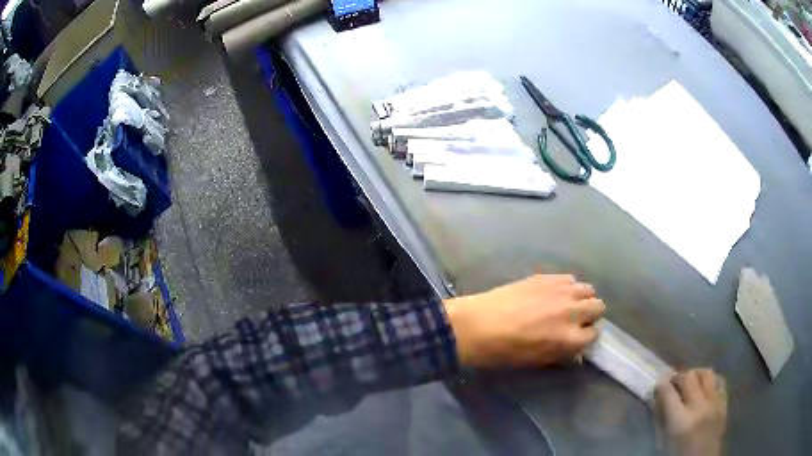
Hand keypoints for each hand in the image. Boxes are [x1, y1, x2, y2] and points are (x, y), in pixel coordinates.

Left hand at [443, 274, 604, 367]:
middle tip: (576, 320)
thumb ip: (562, 355)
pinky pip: (570, 278)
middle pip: (598, 307)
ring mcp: (561, 291)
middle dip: (590, 315)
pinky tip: (554, 293)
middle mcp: (573, 311)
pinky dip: (568, 287)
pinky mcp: (547, 277)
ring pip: (588, 289)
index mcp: (570, 338)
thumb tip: (576, 353)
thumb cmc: (505, 351)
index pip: (594, 335)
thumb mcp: (537, 361)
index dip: (587, 337)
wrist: (477, 325)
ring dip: (582, 298)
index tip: (579, 337)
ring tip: (567, 305)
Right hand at [655, 369, 727, 455]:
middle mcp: (699, 407)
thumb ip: (663, 418)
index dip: (660, 386)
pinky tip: (705, 388)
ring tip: (691, 382)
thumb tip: (658, 398)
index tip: (658, 386)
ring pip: (706, 373)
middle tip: (673, 383)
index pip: (668, 393)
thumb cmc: (679, 454)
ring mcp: (715, 402)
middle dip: (678, 377)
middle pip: (689, 376)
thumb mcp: (665, 441)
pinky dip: (711, 381)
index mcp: (680, 421)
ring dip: (696, 374)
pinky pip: (719, 381)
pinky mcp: (724, 402)